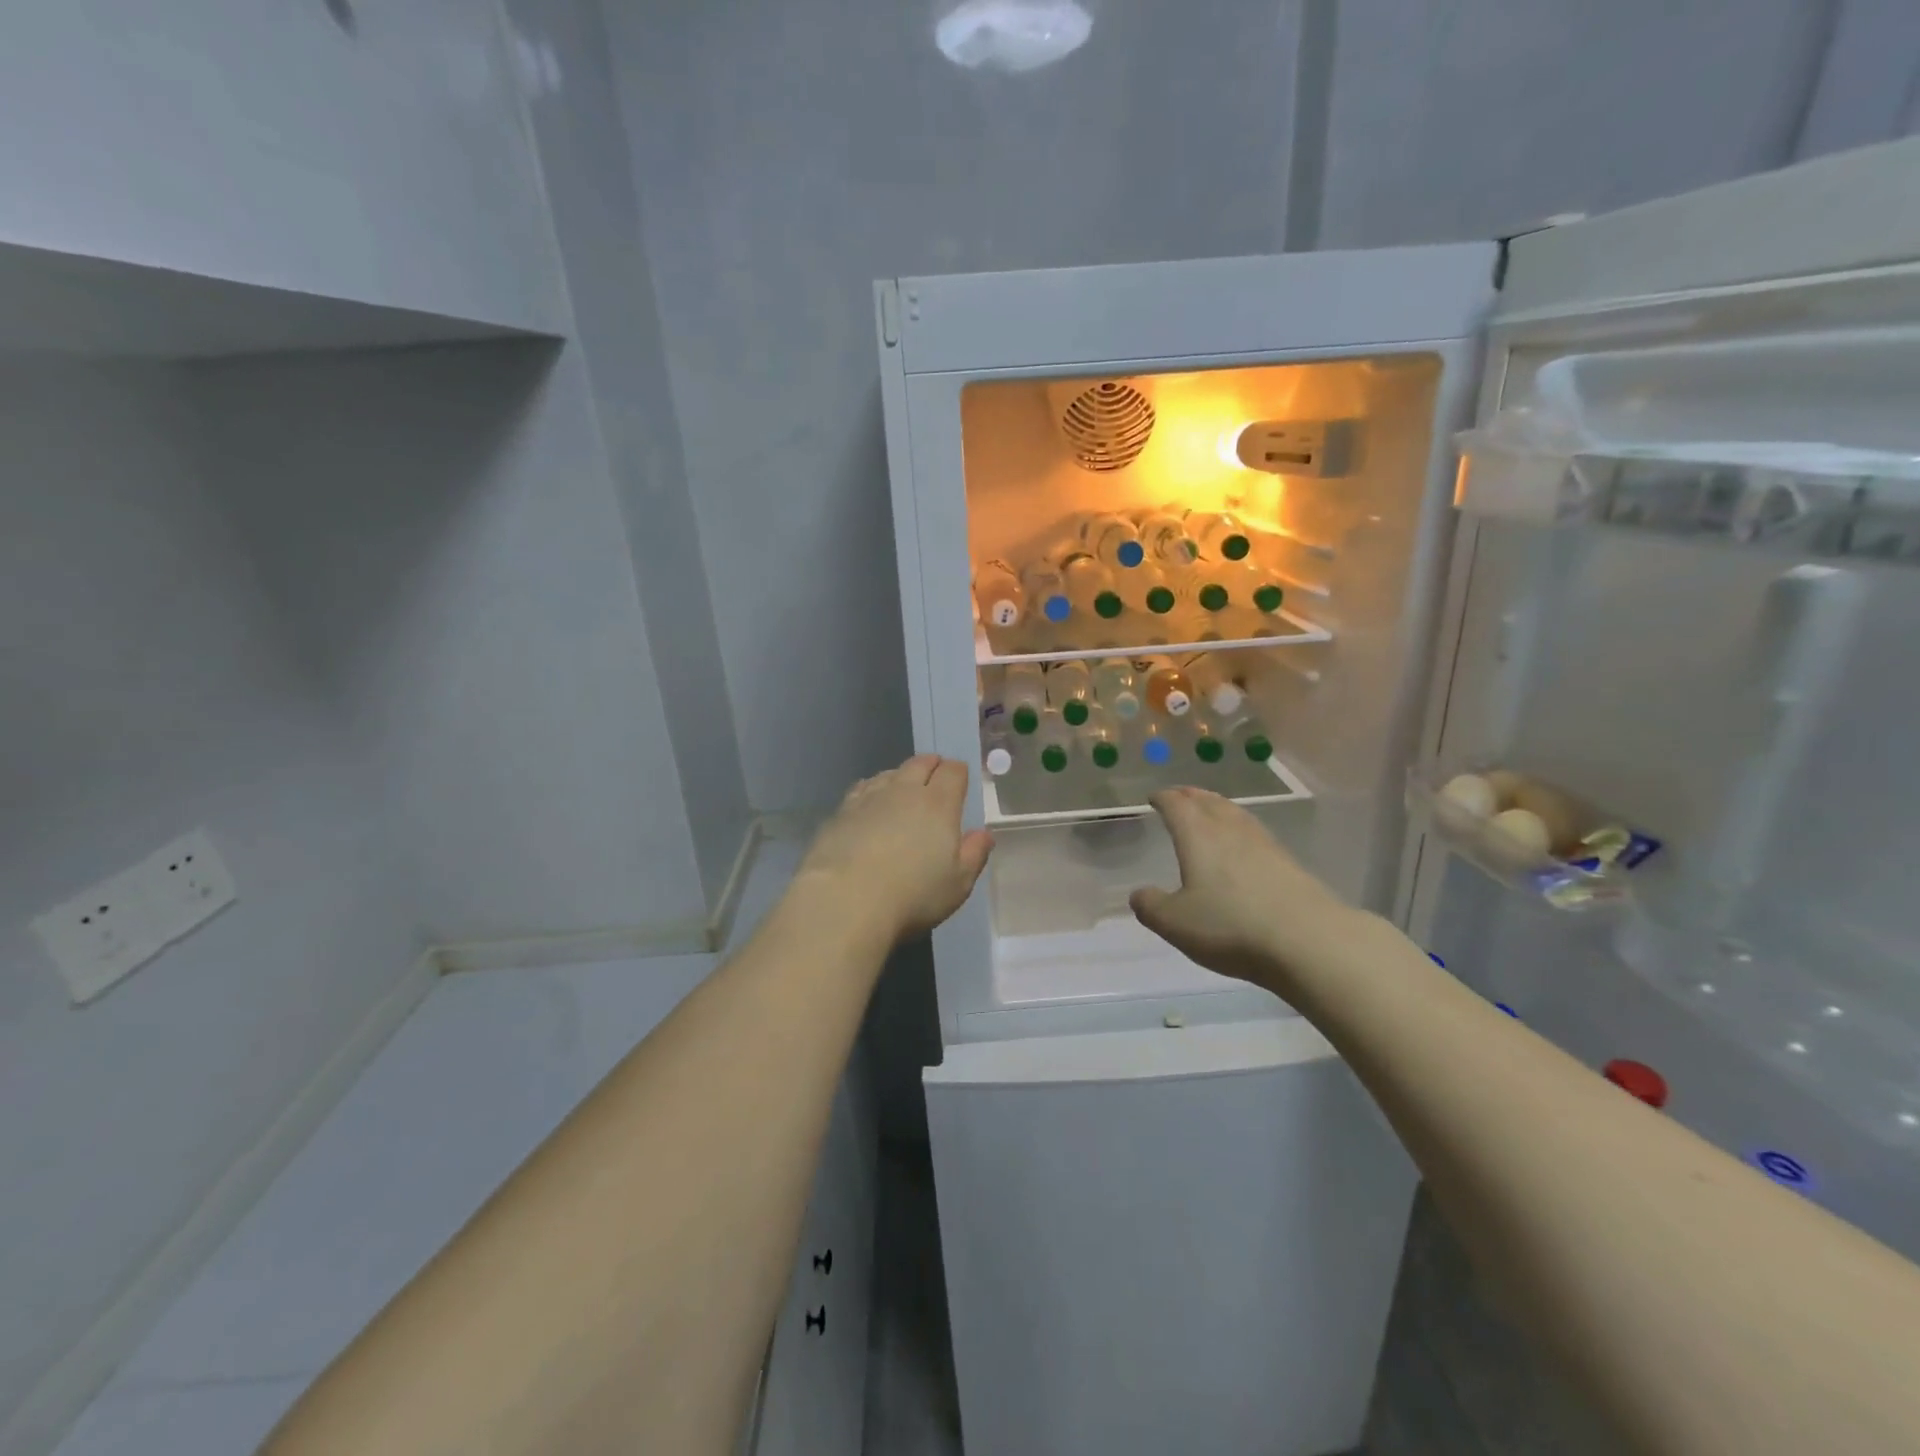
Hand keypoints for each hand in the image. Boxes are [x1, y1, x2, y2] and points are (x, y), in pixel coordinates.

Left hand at [798, 755, 993, 945]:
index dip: (958, 772)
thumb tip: (984, 834)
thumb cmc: (912, 895)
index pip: (953, 773)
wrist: (845, 900)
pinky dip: (872, 789)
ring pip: (889, 773)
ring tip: (902, 786)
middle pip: (919, 764)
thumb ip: (974, 855)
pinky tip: (869, 801)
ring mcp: (869, 798)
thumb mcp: (957, 884)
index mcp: (938, 805)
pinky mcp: (841, 812)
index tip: (960, 778)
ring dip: (900, 775)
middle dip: (930, 765)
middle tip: (934, 772)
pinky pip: (862, 788)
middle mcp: (904, 792)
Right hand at [1130, 787, 1364, 995]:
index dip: (1163, 798)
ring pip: (1235, 814)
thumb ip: (1151, 906)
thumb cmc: (1230, 926)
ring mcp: (1263, 844)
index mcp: (1198, 836)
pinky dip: (1240, 828)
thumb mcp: (1175, 923)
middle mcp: (1230, 830)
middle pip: (1208, 801)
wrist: (1308, 940)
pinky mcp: (1288, 862)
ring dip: (1218, 807)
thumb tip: (1138, 894)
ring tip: (1210, 809)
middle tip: (1180, 795)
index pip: (1177, 805)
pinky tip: (1243, 843)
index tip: (1154, 797)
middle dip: (1191, 796)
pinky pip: (1254, 833)